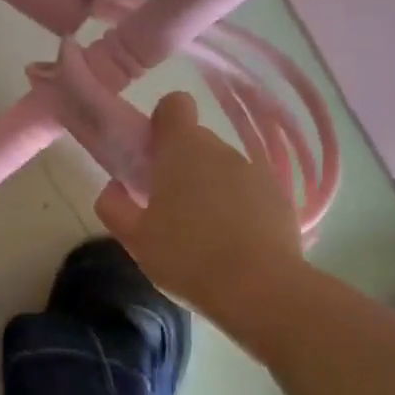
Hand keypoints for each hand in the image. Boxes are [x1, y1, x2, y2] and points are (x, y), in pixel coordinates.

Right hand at [95, 92, 302, 324]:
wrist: (260, 290)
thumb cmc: (187, 257)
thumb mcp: (135, 238)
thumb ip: (114, 206)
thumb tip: (113, 187)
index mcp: (182, 149)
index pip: (174, 104)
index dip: (161, 123)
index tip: (153, 156)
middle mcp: (221, 150)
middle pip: (196, 142)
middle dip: (181, 166)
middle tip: (168, 208)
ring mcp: (255, 172)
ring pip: (223, 168)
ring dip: (210, 188)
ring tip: (203, 233)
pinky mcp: (280, 198)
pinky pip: (249, 191)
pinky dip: (238, 207)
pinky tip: (233, 244)